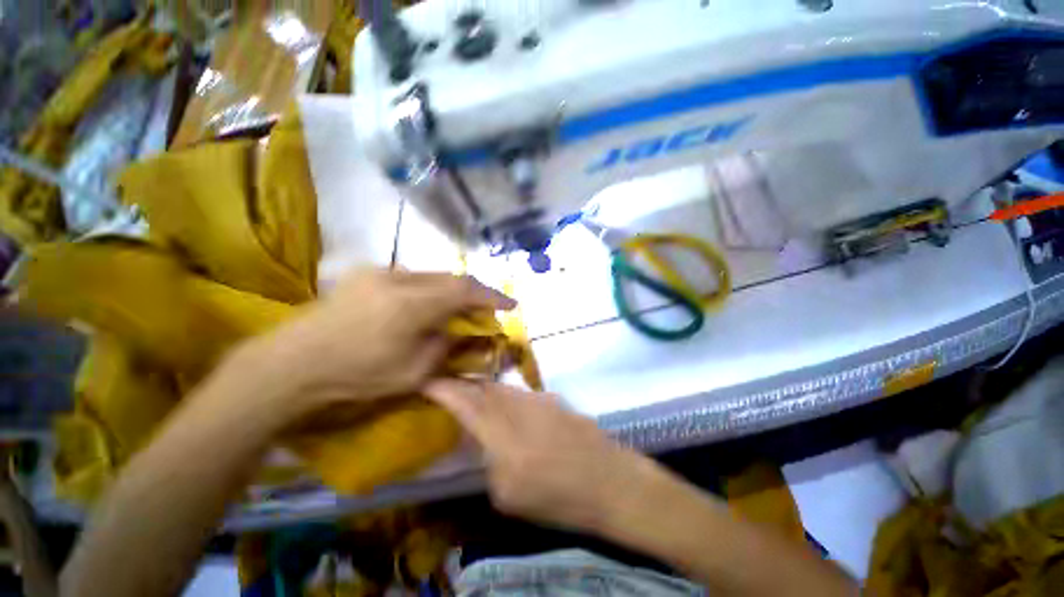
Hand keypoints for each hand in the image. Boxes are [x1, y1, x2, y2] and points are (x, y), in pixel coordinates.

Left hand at [243, 269, 514, 415]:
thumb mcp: (412, 372)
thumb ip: (446, 346)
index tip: (511, 305)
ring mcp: (380, 272)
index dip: (492, 296)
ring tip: (459, 310)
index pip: (465, 290)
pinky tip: (427, 307)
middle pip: (451, 278)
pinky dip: (430, 290)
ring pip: (432, 276)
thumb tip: (464, 332)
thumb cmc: (355, 376)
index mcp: (411, 304)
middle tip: (485, 311)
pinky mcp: (367, 274)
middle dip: (474, 294)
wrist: (291, 364)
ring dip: (451, 292)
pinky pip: (412, 278)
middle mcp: (398, 278)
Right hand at [424, 379, 656, 531]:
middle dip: (463, 385)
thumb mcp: (508, 495)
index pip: (465, 402)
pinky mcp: (552, 398)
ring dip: (485, 391)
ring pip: (502, 388)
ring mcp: (537, 398)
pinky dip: (507, 398)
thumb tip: (481, 440)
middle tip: (449, 388)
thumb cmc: (557, 497)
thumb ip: (487, 460)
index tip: (426, 381)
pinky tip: (509, 411)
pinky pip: (521, 393)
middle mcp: (518, 406)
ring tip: (475, 398)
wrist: (608, 480)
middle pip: (483, 387)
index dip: (443, 388)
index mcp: (502, 433)